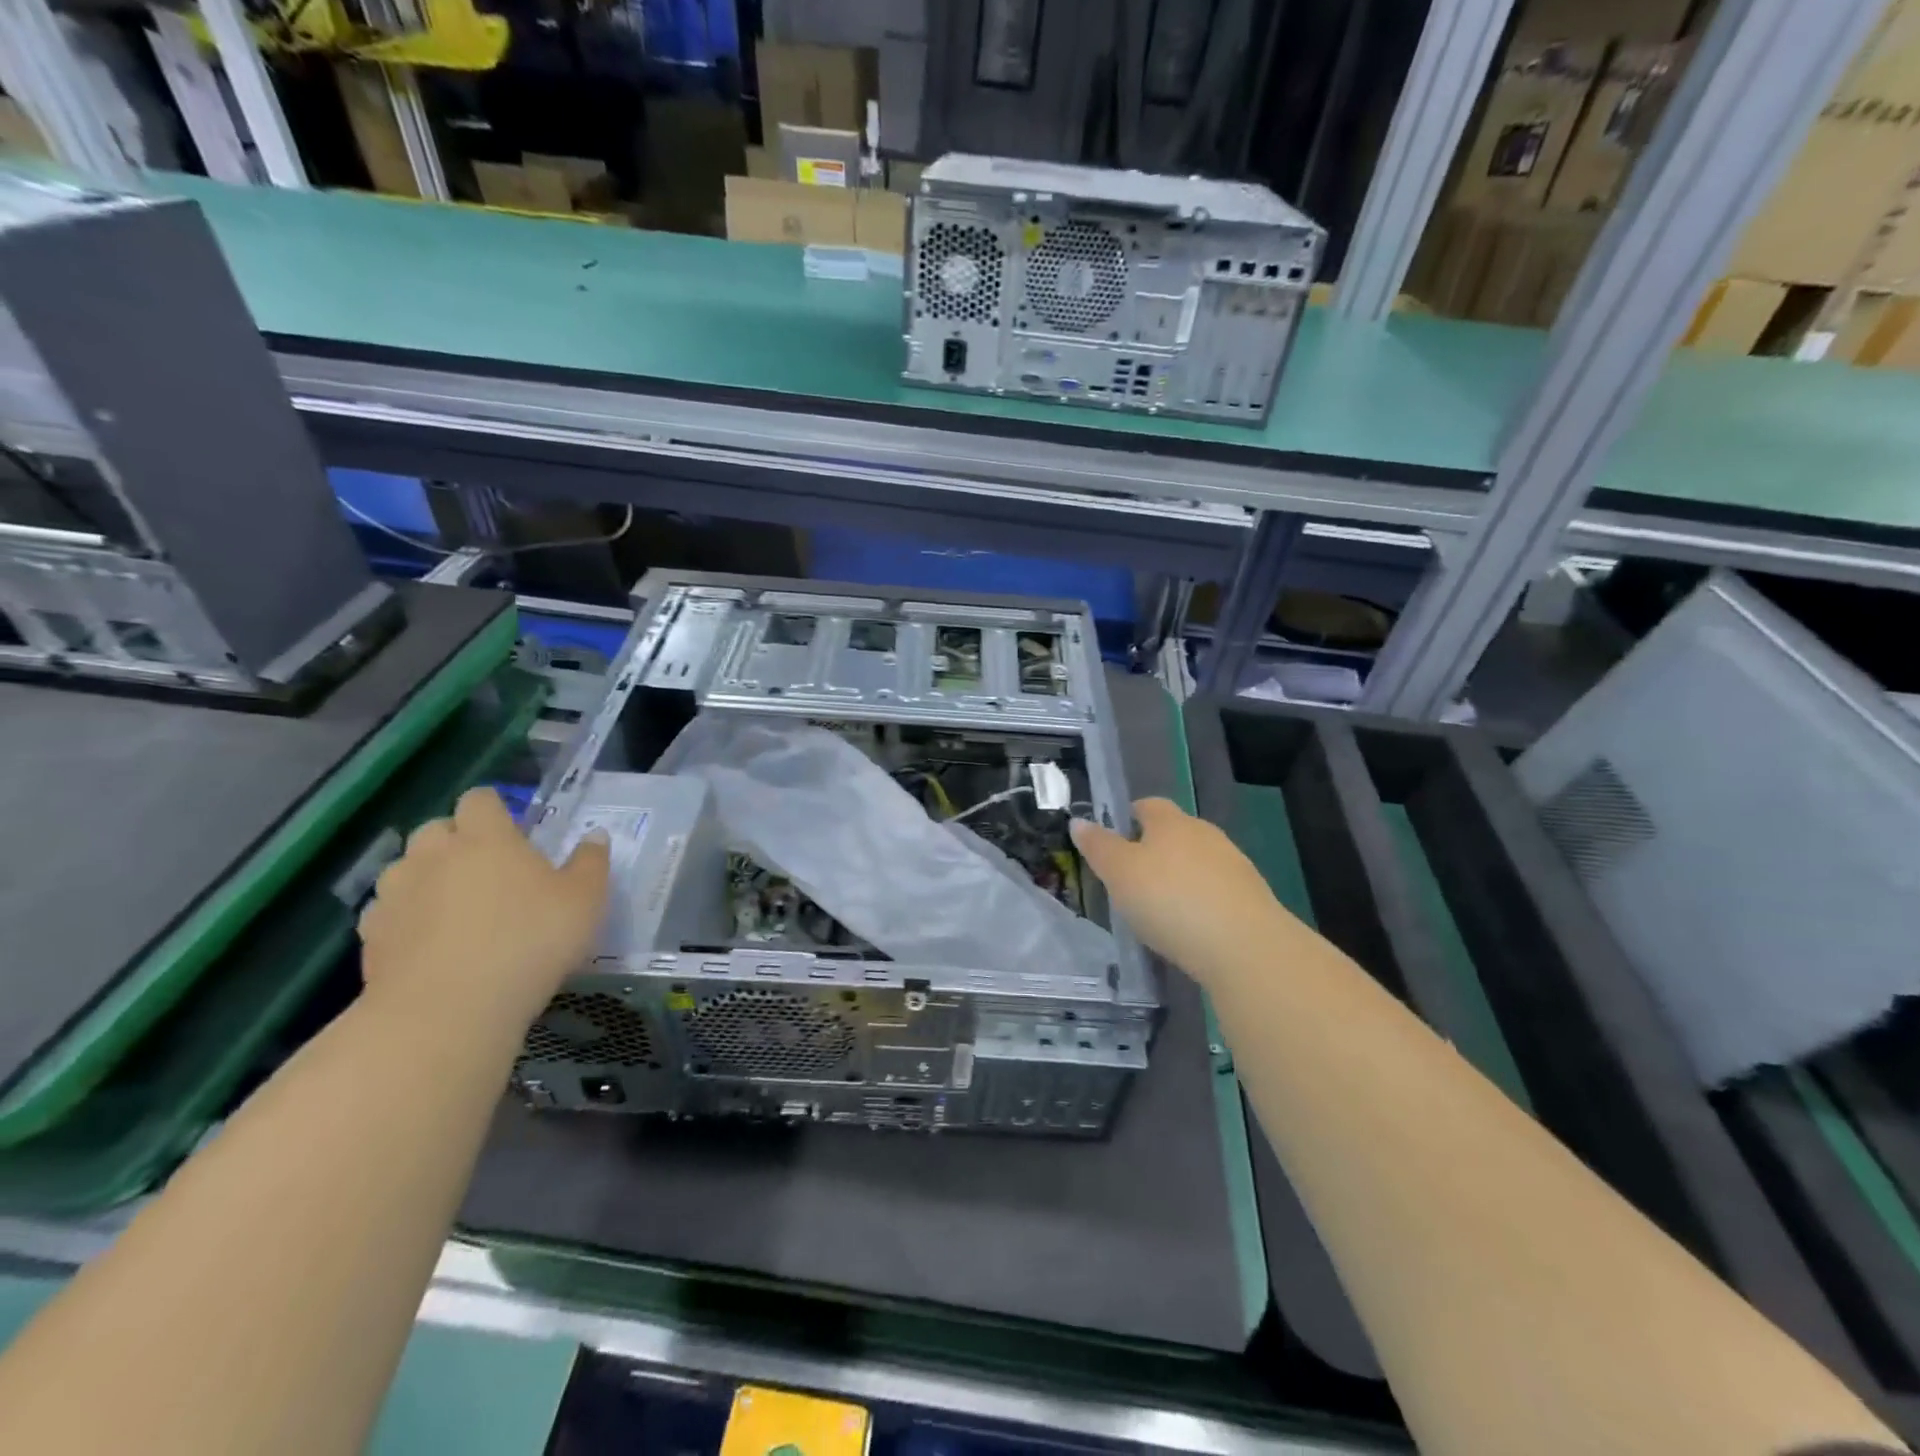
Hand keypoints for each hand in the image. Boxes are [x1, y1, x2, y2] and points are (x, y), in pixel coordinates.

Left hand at [357, 787, 609, 1025]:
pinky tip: (428, 942)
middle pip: (435, 828)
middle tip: (487, 870)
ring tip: (454, 907)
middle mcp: (435, 854)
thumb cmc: (530, 941)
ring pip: (405, 868)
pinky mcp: (371, 935)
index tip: (514, 832)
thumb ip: (591, 863)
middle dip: (456, 840)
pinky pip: (387, 911)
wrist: (449, 1010)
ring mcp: (396, 894)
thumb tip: (594, 837)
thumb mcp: (585, 901)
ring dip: (425, 877)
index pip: (480, 799)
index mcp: (487, 837)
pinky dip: (405, 918)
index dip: (495, 810)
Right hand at [1071, 797, 1297, 986]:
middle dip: (1153, 850)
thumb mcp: (1119, 873)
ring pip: (1197, 862)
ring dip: (1179, 877)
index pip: (1147, 805)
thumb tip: (1079, 821)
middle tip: (1130, 879)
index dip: (1128, 818)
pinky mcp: (1251, 897)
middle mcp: (1205, 833)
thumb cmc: (1169, 900)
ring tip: (1159, 908)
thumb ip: (1098, 846)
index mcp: (1170, 821)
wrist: (1244, 946)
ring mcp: (1233, 865)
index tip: (1113, 841)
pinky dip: (1200, 902)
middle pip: (1174, 832)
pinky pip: (1216, 891)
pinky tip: (1189, 927)